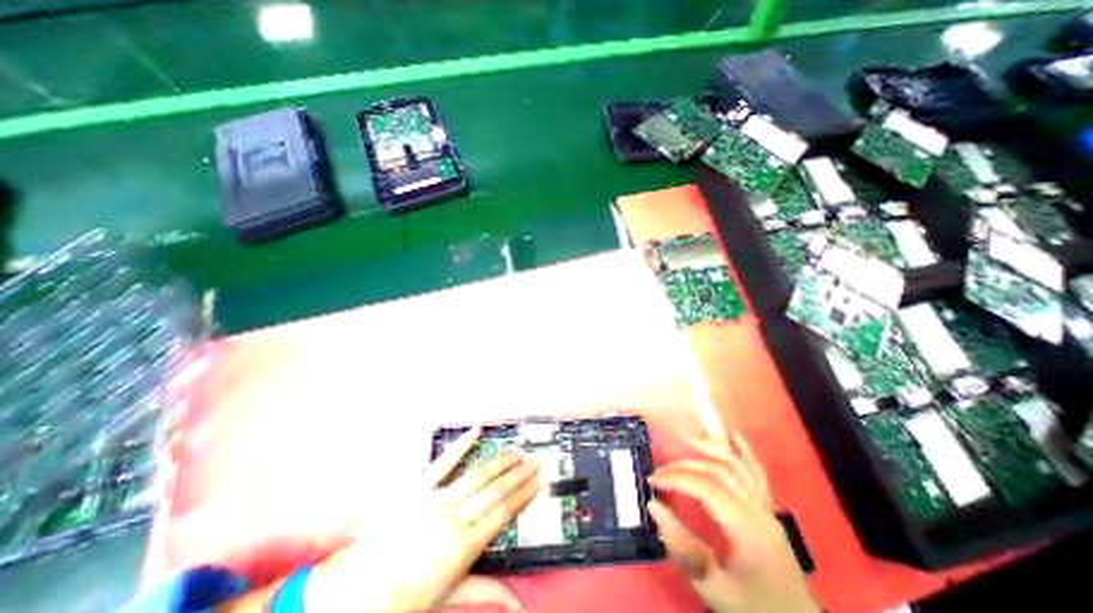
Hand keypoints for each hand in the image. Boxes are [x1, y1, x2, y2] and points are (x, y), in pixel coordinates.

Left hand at [303, 427, 540, 612]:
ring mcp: (435, 501)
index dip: (524, 494)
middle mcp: (454, 519)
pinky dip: (461, 446)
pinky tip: (475, 431)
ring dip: (500, 462)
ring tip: (516, 453)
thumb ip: (487, 592)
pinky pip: (443, 463)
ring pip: (477, 475)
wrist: (355, 595)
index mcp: (464, 547)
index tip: (538, 480)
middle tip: (535, 461)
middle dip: (519, 474)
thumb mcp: (450, 598)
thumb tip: (520, 604)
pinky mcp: (418, 489)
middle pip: (496, 490)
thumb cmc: (405, 600)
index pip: (503, 513)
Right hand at [647, 432, 820, 612]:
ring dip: (711, 448)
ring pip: (737, 465)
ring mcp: (765, 507)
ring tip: (687, 438)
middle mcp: (757, 509)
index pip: (706, 486)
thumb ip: (683, 548)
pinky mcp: (768, 509)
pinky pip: (756, 473)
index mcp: (746, 527)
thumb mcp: (715, 590)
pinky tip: (732, 435)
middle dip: (685, 466)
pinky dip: (743, 451)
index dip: (676, 478)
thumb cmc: (753, 608)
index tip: (652, 481)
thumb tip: (654, 507)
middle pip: (718, 472)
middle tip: (660, 472)